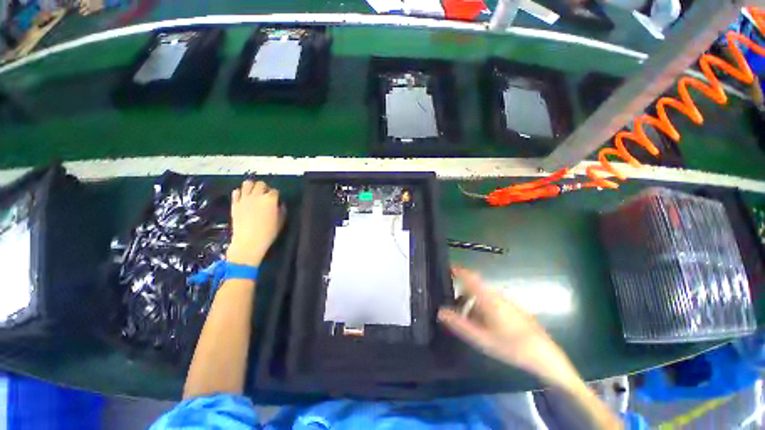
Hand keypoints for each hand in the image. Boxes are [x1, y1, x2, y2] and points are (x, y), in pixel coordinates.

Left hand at [226, 180, 283, 265]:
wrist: (249, 241)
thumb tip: (280, 204)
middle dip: (265, 188)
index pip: (275, 191)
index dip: (276, 195)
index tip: (276, 201)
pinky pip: (236, 192)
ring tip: (254, 193)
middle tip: (265, 196)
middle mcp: (257, 195)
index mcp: (270, 199)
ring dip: (252, 187)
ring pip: (247, 183)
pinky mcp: (235, 203)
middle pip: (261, 184)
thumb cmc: (268, 233)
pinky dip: (240, 193)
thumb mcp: (281, 221)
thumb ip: (282, 210)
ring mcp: (244, 198)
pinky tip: (244, 198)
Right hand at [438, 267, 582, 391]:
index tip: (445, 268)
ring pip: (482, 294)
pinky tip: (482, 323)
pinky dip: (480, 306)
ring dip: (471, 301)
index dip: (457, 270)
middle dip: (461, 291)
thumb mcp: (481, 338)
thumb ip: (459, 324)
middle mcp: (496, 294)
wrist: (544, 355)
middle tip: (450, 302)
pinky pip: (490, 300)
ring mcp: (505, 300)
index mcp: (488, 297)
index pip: (469, 276)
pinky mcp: (511, 307)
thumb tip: (440, 311)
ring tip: (464, 317)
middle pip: (474, 285)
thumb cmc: (510, 345)